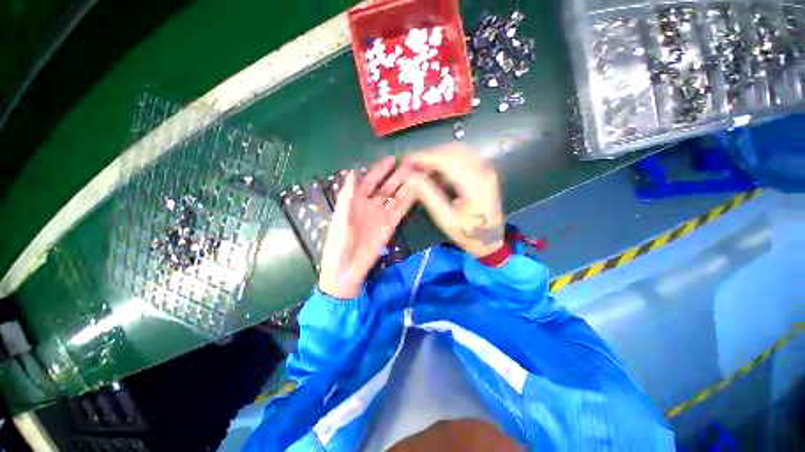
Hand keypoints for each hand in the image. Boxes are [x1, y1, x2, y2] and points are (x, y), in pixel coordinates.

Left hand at [318, 157, 415, 298]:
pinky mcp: (391, 224)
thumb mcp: (341, 219)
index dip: (380, 170)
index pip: (370, 180)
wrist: (348, 267)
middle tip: (412, 162)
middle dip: (398, 174)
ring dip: (407, 185)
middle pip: (387, 186)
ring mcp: (382, 214)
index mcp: (356, 200)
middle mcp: (371, 204)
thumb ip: (347, 196)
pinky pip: (401, 209)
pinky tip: (418, 190)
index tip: (392, 158)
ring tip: (419, 173)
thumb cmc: (339, 243)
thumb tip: (353, 171)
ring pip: (396, 196)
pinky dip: (409, 199)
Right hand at [393, 145, 504, 257]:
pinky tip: (435, 169)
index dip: (426, 157)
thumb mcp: (445, 220)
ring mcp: (486, 170)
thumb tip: (411, 177)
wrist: (491, 239)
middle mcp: (484, 172)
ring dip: (438, 154)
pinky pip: (463, 157)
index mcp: (476, 186)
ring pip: (459, 151)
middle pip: (454, 151)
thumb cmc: (468, 233)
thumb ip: (428, 196)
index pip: (449, 161)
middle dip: (430, 153)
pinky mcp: (484, 171)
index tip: (408, 160)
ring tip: (421, 166)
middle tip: (412, 163)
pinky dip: (446, 158)